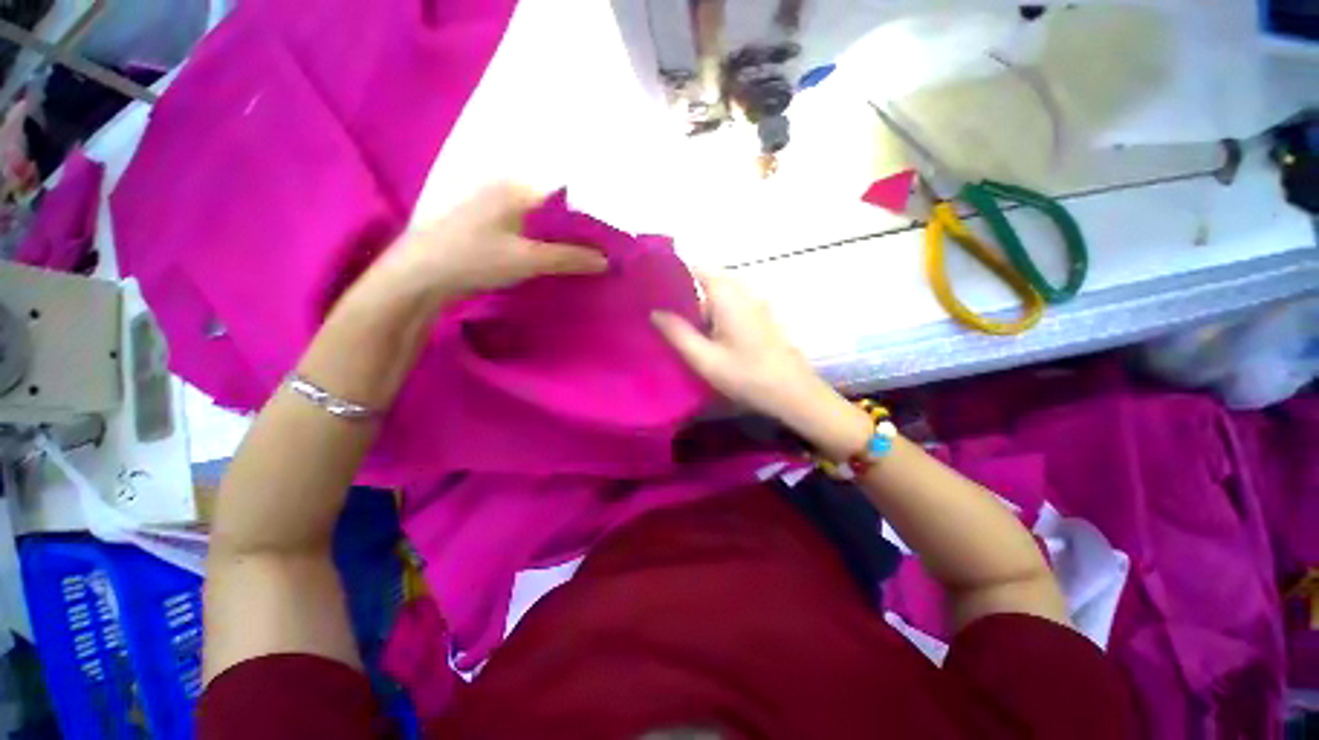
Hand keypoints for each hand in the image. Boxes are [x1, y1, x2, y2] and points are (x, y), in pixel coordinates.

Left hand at [367, 183, 607, 305]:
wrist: (420, 276)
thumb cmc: (474, 259)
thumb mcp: (527, 260)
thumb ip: (568, 258)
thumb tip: (606, 261)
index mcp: (517, 187)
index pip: (566, 192)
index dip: (590, 212)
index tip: (611, 232)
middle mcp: (507, 188)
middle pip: (555, 205)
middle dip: (579, 224)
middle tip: (605, 244)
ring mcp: (495, 205)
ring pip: (542, 217)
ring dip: (563, 233)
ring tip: (588, 249)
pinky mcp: (488, 224)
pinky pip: (528, 227)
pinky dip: (546, 239)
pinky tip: (557, 253)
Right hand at [652, 270, 871, 457]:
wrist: (793, 392)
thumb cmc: (746, 375)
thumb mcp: (705, 358)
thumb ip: (677, 333)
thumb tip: (655, 312)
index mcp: (727, 295)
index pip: (695, 269)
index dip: (673, 274)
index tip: (653, 289)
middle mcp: (742, 292)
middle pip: (706, 283)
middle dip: (683, 295)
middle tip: (660, 314)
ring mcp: (754, 304)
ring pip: (718, 297)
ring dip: (698, 308)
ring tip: (676, 326)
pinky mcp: (760, 318)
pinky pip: (731, 307)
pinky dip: (714, 316)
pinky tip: (704, 337)